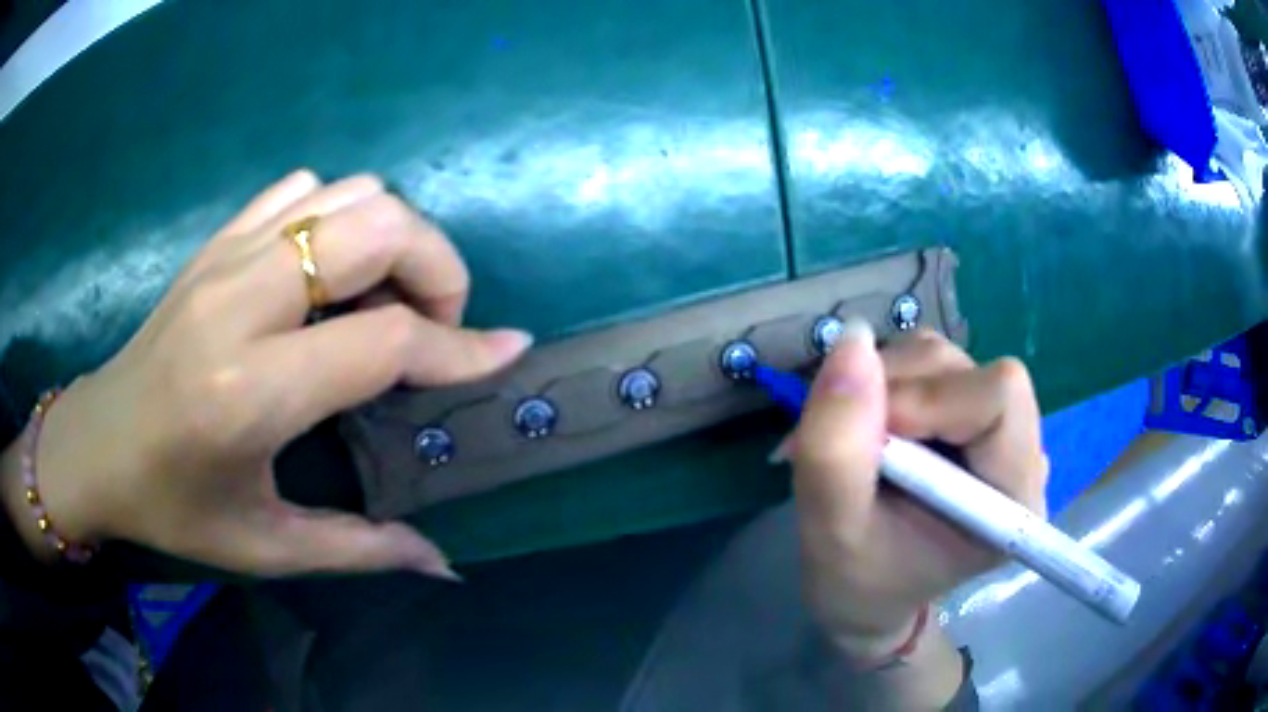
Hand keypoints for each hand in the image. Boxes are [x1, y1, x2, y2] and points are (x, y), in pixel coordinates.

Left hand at [2, 171, 530, 577]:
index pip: (384, 340)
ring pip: (346, 194)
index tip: (507, 351)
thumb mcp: (265, 548)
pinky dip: (337, 216)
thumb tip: (442, 563)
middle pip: (377, 227)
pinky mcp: (215, 242)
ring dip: (390, 237)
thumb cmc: (174, 507)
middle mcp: (240, 303)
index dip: (460, 346)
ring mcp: (225, 257)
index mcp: (250, 391)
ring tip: (382, 300)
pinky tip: (326, 272)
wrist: (98, 445)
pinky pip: (301, 190)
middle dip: (437, 267)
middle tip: (433, 327)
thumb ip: (361, 550)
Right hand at [788, 320, 1047, 659]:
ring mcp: (994, 426)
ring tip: (854, 445)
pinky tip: (869, 431)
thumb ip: (836, 448)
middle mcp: (1018, 450)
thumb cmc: (857, 584)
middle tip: (849, 447)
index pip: (999, 397)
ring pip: (939, 357)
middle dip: (894, 393)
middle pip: (965, 370)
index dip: (930, 400)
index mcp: (1013, 497)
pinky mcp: (967, 410)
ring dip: (882, 386)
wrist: (867, 598)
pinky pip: (924, 363)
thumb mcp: (831, 534)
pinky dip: (882, 383)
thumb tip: (851, 341)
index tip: (872, 442)